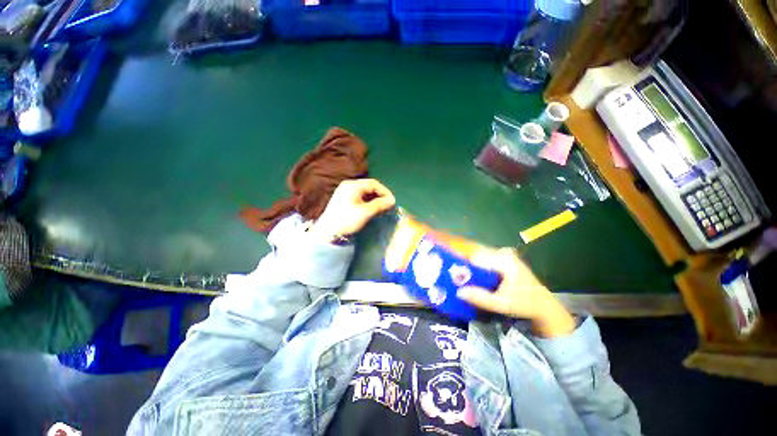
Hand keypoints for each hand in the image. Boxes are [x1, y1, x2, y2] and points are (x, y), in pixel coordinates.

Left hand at [312, 179, 395, 241]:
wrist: (327, 232)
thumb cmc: (347, 220)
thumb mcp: (365, 212)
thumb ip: (380, 205)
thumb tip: (392, 201)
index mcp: (353, 185)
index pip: (374, 183)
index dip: (385, 191)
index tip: (392, 201)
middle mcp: (349, 185)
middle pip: (369, 187)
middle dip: (380, 195)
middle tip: (388, 206)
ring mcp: (345, 192)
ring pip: (365, 192)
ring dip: (375, 199)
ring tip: (382, 208)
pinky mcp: (344, 199)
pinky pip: (360, 197)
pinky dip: (368, 202)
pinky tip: (372, 209)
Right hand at [457, 247, 575, 337]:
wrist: (544, 305)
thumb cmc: (524, 304)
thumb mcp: (502, 304)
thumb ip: (481, 298)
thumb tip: (458, 292)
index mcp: (504, 260)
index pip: (476, 257)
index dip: (462, 263)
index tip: (451, 271)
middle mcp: (503, 252)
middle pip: (476, 253)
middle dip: (464, 262)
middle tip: (453, 273)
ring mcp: (504, 254)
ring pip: (479, 254)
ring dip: (469, 263)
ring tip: (459, 273)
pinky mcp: (504, 258)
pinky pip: (484, 257)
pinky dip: (476, 264)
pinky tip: (471, 273)